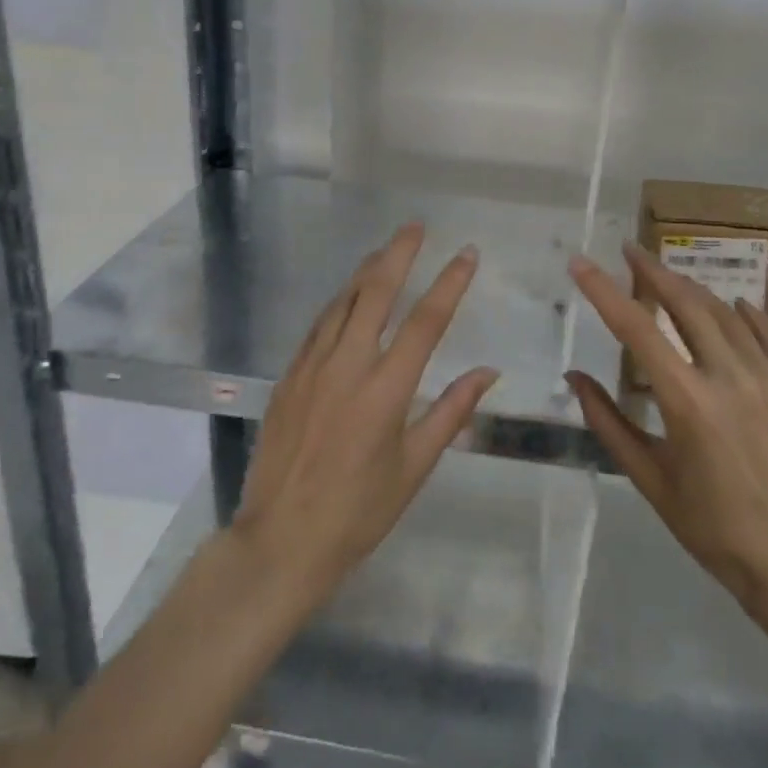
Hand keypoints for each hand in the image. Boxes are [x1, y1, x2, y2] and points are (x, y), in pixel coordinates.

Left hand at [231, 222, 497, 603]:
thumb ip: (451, 412)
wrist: (280, 540)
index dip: (450, 283)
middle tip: (415, 226)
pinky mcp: (289, 377)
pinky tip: (347, 296)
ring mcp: (312, 368)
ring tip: (385, 250)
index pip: (426, 322)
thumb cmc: (358, 512)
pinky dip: (338, 303)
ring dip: (366, 271)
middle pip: (376, 293)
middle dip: (398, 254)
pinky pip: (318, 326)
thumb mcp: (414, 467)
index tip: (467, 254)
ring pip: (342, 302)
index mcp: (386, 391)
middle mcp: (348, 366)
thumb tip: (487, 372)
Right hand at [565, 244, 767, 635]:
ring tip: (670, 277)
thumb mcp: (648, 479)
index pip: (637, 328)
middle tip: (630, 250)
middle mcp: (731, 379)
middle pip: (687, 303)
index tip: (581, 263)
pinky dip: (745, 315)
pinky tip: (731, 305)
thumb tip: (575, 375)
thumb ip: (607, 421)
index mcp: (688, 402)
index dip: (604, 290)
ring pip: (726, 313)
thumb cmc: (710, 526)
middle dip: (653, 270)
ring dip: (693, 289)